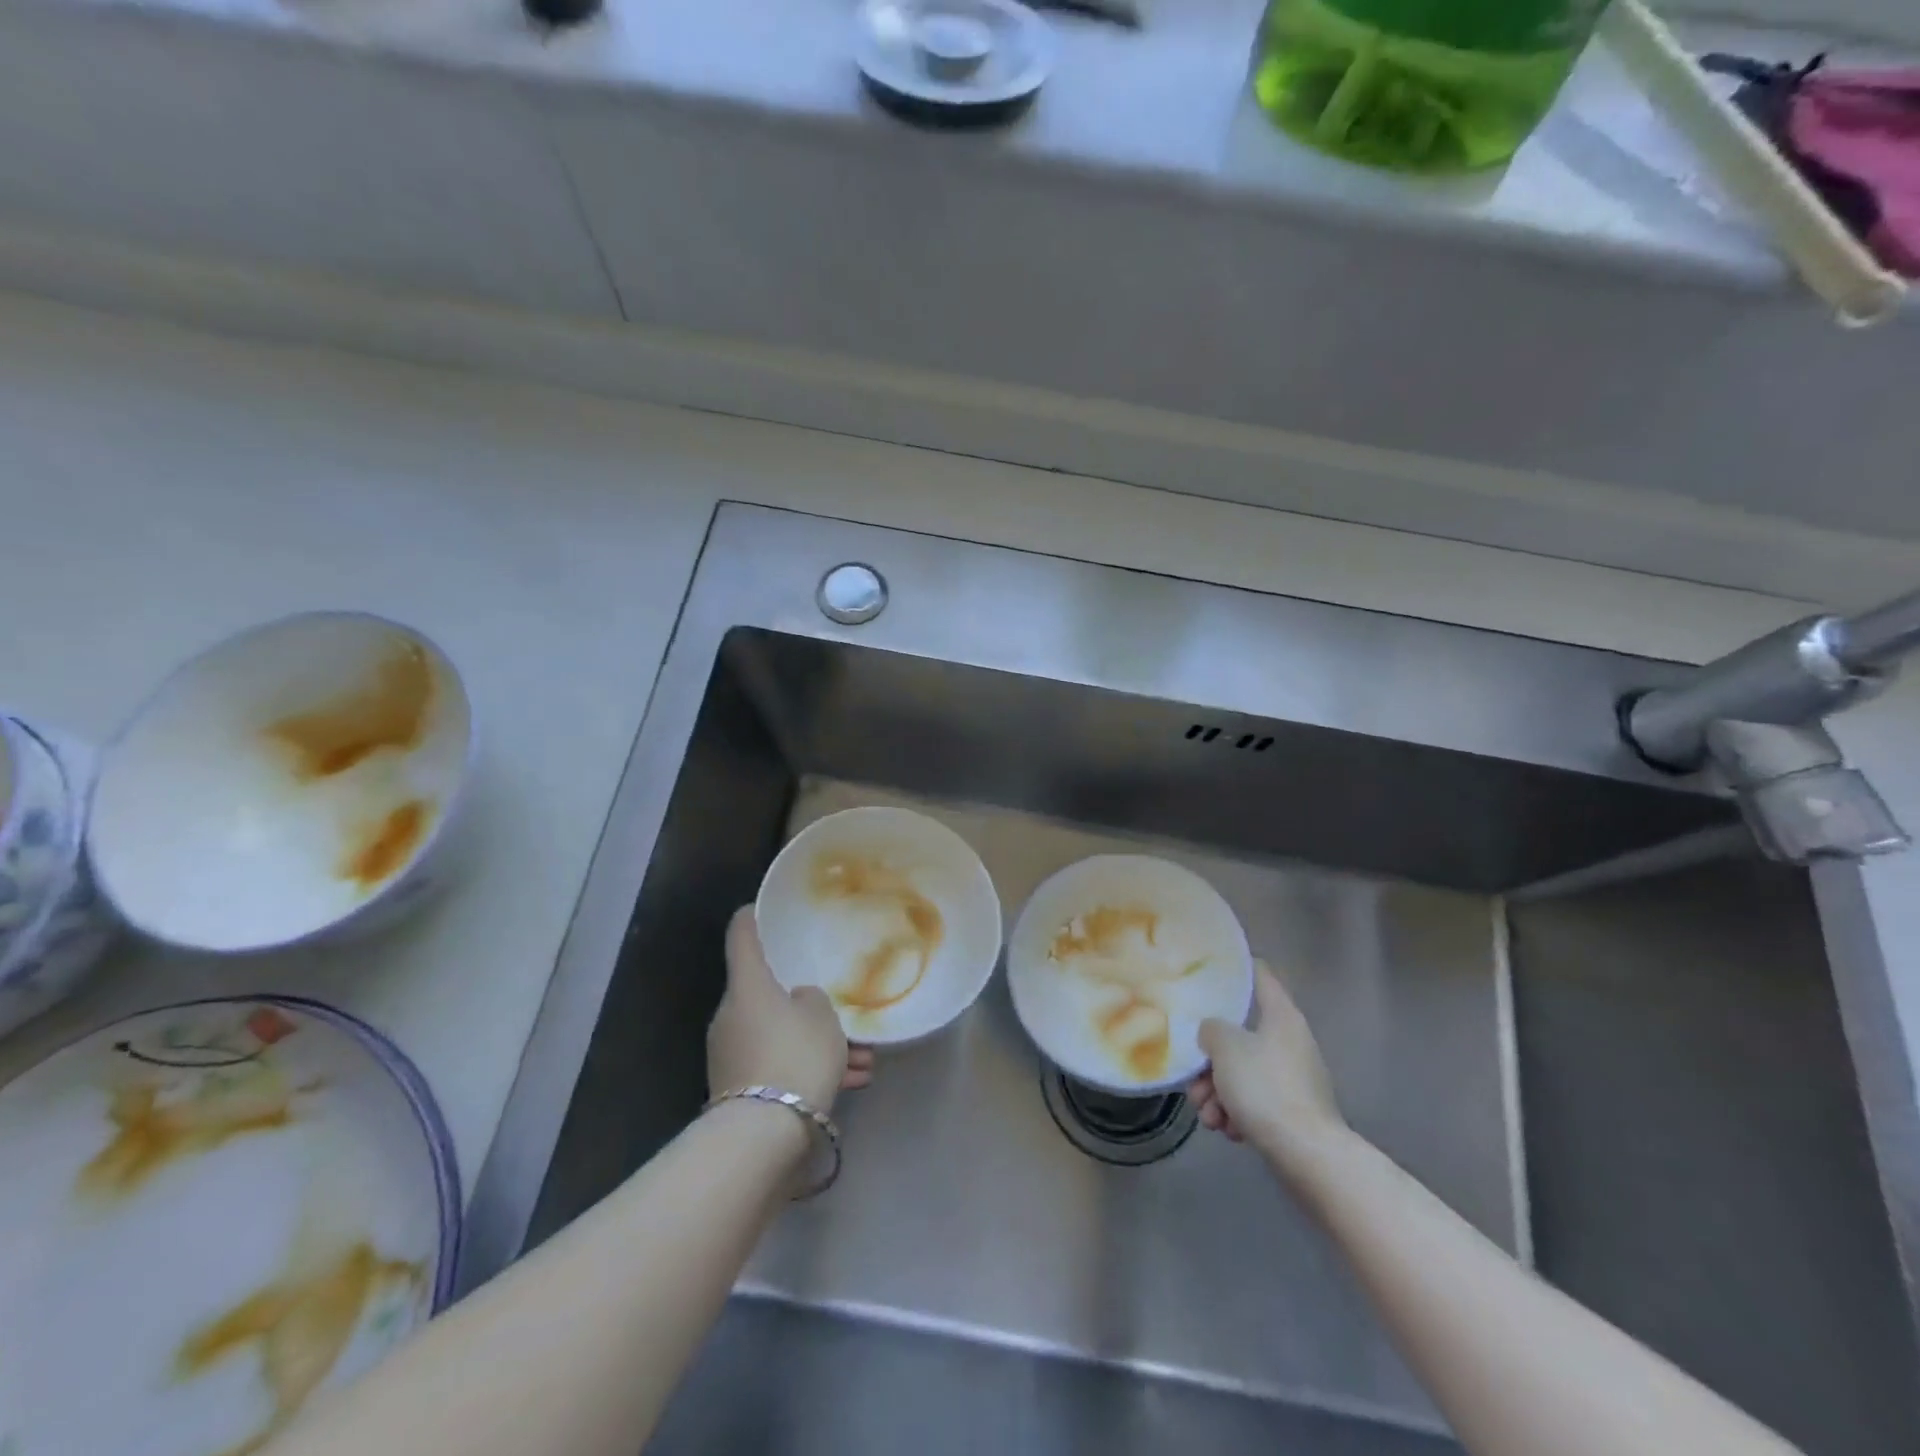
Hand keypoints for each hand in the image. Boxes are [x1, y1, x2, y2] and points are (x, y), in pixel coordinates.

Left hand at [708, 906, 874, 1112]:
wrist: (763, 1135)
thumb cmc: (795, 1055)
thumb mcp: (822, 1016)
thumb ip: (813, 999)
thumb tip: (798, 1002)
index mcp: (748, 985)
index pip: (741, 937)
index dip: (751, 918)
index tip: (760, 907)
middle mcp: (732, 1014)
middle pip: (769, 994)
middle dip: (808, 1003)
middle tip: (841, 1012)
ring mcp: (733, 1053)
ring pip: (782, 1034)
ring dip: (818, 1043)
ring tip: (863, 1060)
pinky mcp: (741, 1089)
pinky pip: (781, 1065)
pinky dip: (810, 1068)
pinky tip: (852, 1082)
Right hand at [1188, 961, 1346, 1169]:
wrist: (1308, 1155)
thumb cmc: (1265, 1087)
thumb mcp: (1225, 1046)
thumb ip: (1211, 1029)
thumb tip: (1213, 1033)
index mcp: (1281, 1016)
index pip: (1259, 974)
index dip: (1235, 968)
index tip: (1207, 970)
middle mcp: (1290, 1041)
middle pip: (1240, 1035)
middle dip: (1210, 1060)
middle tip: (1193, 1079)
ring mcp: (1294, 1079)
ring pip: (1243, 1073)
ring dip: (1218, 1092)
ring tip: (1207, 1115)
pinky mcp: (1293, 1113)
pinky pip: (1255, 1102)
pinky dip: (1237, 1113)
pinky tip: (1227, 1130)